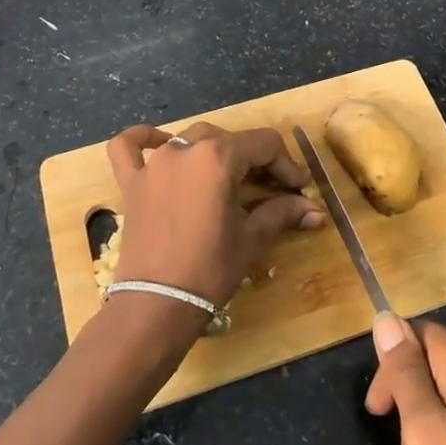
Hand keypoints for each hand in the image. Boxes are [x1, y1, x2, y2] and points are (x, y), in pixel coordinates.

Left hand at [105, 122, 323, 308]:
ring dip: (215, 150)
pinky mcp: (131, 183)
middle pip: (230, 139)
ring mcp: (154, 164)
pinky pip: (128, 147)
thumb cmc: (210, 269)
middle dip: (255, 159)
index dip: (286, 164)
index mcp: (217, 157)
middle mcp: (184, 149)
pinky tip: (158, 141)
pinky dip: (143, 138)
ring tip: (230, 176)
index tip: (298, 188)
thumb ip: (282, 213)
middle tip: (272, 188)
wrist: (157, 305)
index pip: (264, 144)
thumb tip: (316, 211)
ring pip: (191, 139)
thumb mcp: (252, 238)